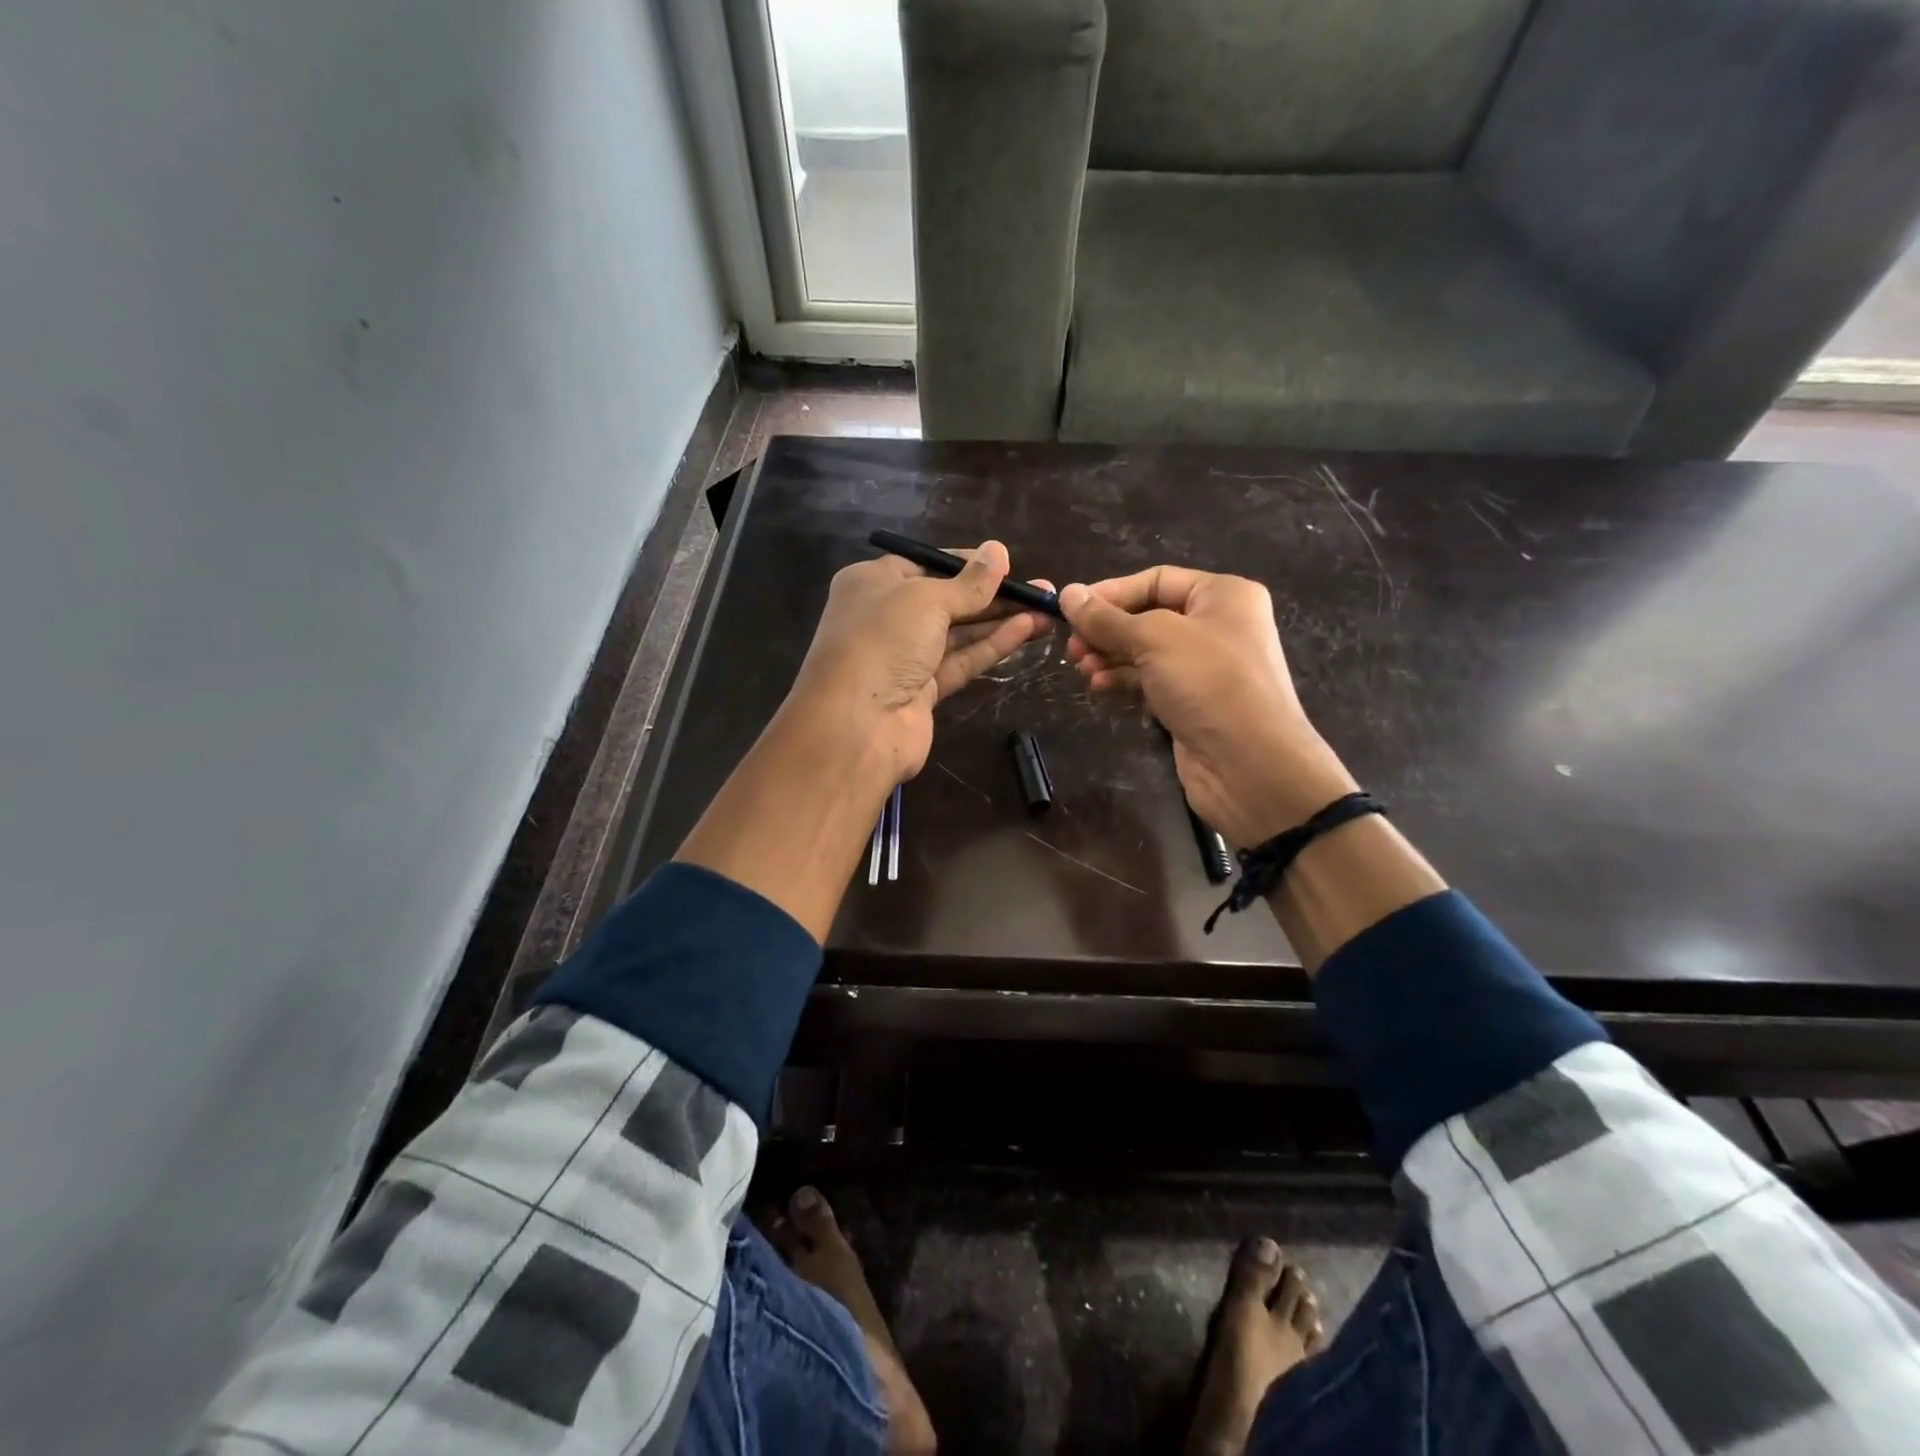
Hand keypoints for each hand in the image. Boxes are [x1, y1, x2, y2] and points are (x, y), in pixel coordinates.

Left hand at [786, 539, 1052, 782]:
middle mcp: (887, 616)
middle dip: (994, 594)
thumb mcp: (926, 599)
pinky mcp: (923, 690)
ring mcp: (905, 657)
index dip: (968, 563)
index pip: (927, 564)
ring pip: (959, 633)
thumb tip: (999, 551)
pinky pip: (961, 661)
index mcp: (874, 583)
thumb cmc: (883, 641)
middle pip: (947, 600)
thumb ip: (969, 582)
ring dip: (1000, 621)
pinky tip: (1026, 631)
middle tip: (1041, 590)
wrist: (856, 725)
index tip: (1008, 563)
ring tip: (1046, 610)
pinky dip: (991, 646)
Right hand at [1060, 567, 1356, 845]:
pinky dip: (1124, 680)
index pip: (1156, 580)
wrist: (1250, 764)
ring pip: (1147, 652)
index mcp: (1223, 595)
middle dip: (1107, 630)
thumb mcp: (1153, 639)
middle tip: (1072, 648)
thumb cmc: (1208, 682)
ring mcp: (1207, 668)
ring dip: (1110, 657)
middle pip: (1149, 616)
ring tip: (1081, 669)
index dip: (1111, 592)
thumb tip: (1067, 593)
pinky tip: (1099, 687)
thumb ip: (1107, 618)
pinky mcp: (1194, 702)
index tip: (1070, 609)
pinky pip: (1152, 681)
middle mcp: (1219, 625)